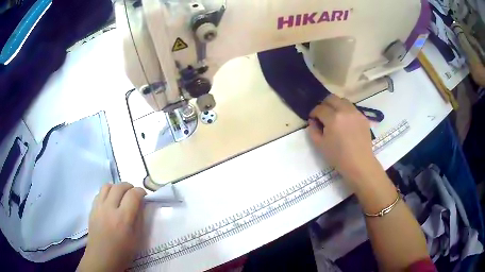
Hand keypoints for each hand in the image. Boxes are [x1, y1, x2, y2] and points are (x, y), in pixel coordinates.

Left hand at [78, 182, 145, 271]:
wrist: (102, 258)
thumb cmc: (123, 252)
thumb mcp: (137, 239)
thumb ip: (139, 219)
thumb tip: (141, 205)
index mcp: (123, 218)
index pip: (133, 195)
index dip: (140, 191)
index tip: (143, 195)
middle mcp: (109, 208)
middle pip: (119, 187)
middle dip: (129, 187)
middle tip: (133, 194)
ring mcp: (98, 207)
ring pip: (107, 186)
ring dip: (116, 187)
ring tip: (121, 195)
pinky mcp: (92, 209)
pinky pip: (99, 193)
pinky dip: (107, 192)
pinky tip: (110, 201)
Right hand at [308, 95, 381, 186]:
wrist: (359, 163)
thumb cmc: (338, 157)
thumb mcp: (320, 145)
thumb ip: (313, 130)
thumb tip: (312, 121)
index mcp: (333, 118)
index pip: (319, 108)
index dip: (314, 112)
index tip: (313, 118)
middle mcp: (345, 111)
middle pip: (332, 98)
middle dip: (324, 104)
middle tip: (323, 114)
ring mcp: (356, 113)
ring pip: (343, 100)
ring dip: (336, 105)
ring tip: (335, 116)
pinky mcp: (363, 117)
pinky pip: (352, 108)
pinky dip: (346, 111)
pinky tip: (346, 122)